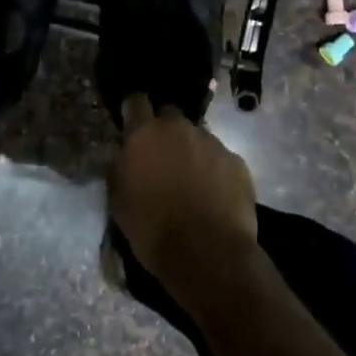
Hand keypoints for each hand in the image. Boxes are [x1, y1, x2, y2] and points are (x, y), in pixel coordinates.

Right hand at [108, 95, 257, 294]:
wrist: (208, 254)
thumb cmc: (153, 229)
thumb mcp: (118, 201)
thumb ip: (119, 168)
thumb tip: (123, 155)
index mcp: (145, 134)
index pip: (136, 101)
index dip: (133, 111)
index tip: (131, 125)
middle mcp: (179, 128)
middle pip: (169, 114)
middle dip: (164, 130)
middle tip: (162, 157)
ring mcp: (211, 142)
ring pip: (197, 136)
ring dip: (191, 151)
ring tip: (191, 181)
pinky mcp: (237, 162)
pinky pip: (220, 158)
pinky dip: (214, 170)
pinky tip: (214, 195)